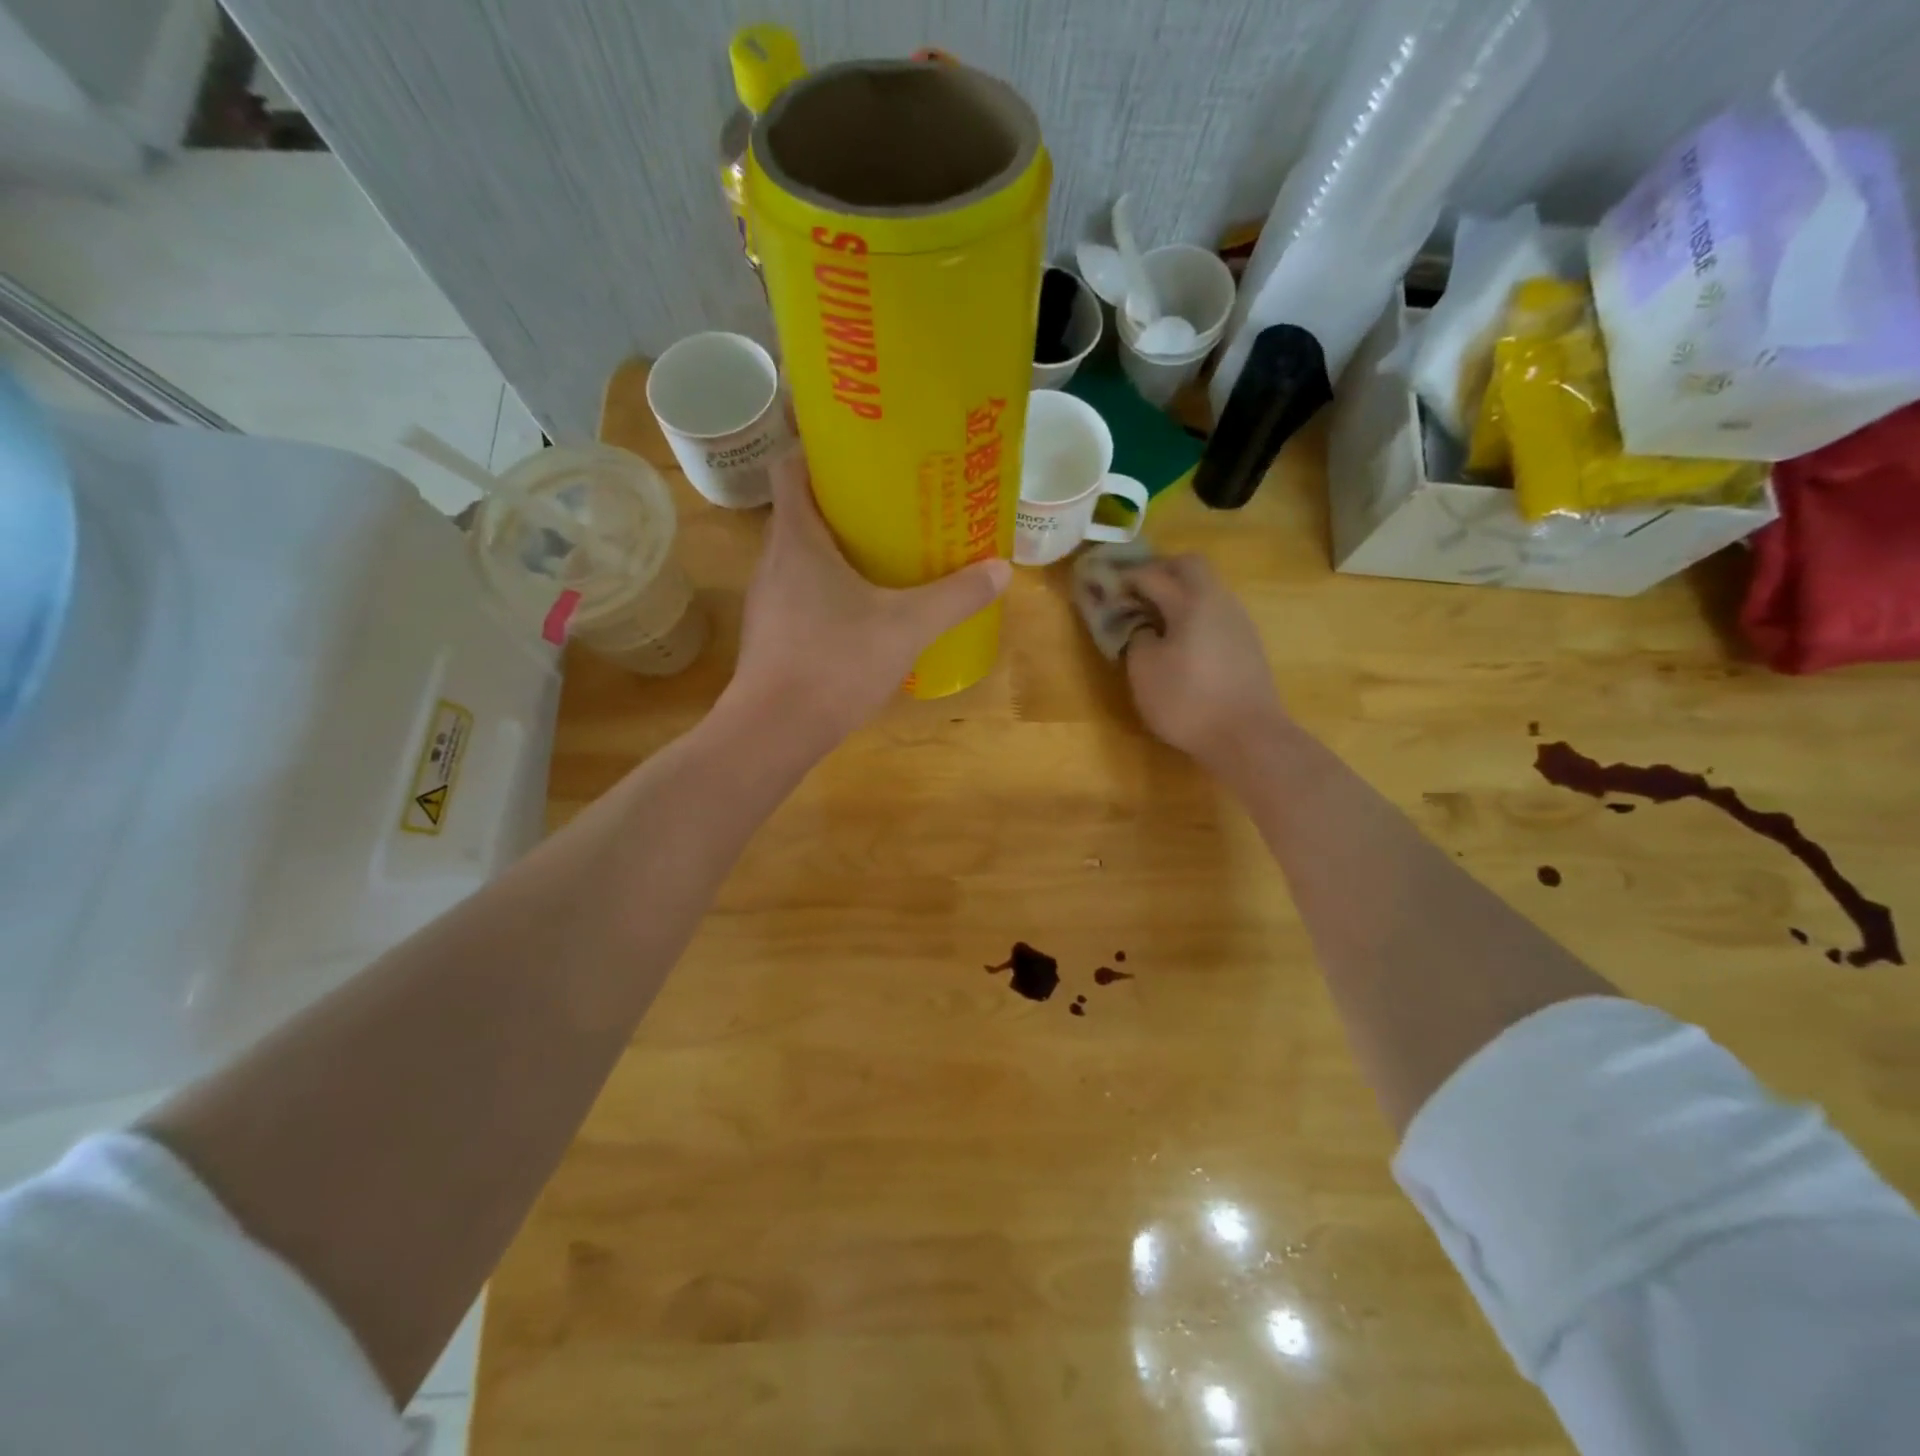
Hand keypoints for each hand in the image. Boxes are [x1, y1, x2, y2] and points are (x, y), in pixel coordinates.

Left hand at [724, 456, 1011, 753]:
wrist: (774, 730)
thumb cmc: (835, 662)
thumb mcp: (907, 627)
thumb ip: (955, 597)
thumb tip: (1001, 570)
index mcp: (798, 537)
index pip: (791, 465)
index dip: (821, 449)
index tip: (862, 451)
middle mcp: (773, 558)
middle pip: (802, 509)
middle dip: (844, 501)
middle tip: (892, 503)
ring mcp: (768, 598)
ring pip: (801, 554)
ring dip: (837, 548)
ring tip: (884, 553)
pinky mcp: (771, 632)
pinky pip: (800, 591)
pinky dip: (828, 587)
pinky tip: (863, 609)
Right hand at [1122, 554, 1288, 774]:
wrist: (1248, 737)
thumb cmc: (1188, 701)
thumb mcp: (1144, 670)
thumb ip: (1136, 637)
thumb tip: (1144, 627)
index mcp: (1191, 601)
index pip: (1152, 575)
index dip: (1124, 578)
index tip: (1104, 586)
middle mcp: (1219, 601)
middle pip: (1190, 566)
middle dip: (1159, 571)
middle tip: (1134, 592)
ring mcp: (1238, 621)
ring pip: (1207, 588)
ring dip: (1179, 592)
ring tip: (1154, 617)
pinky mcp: (1247, 644)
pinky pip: (1216, 612)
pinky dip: (1194, 614)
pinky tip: (1181, 640)